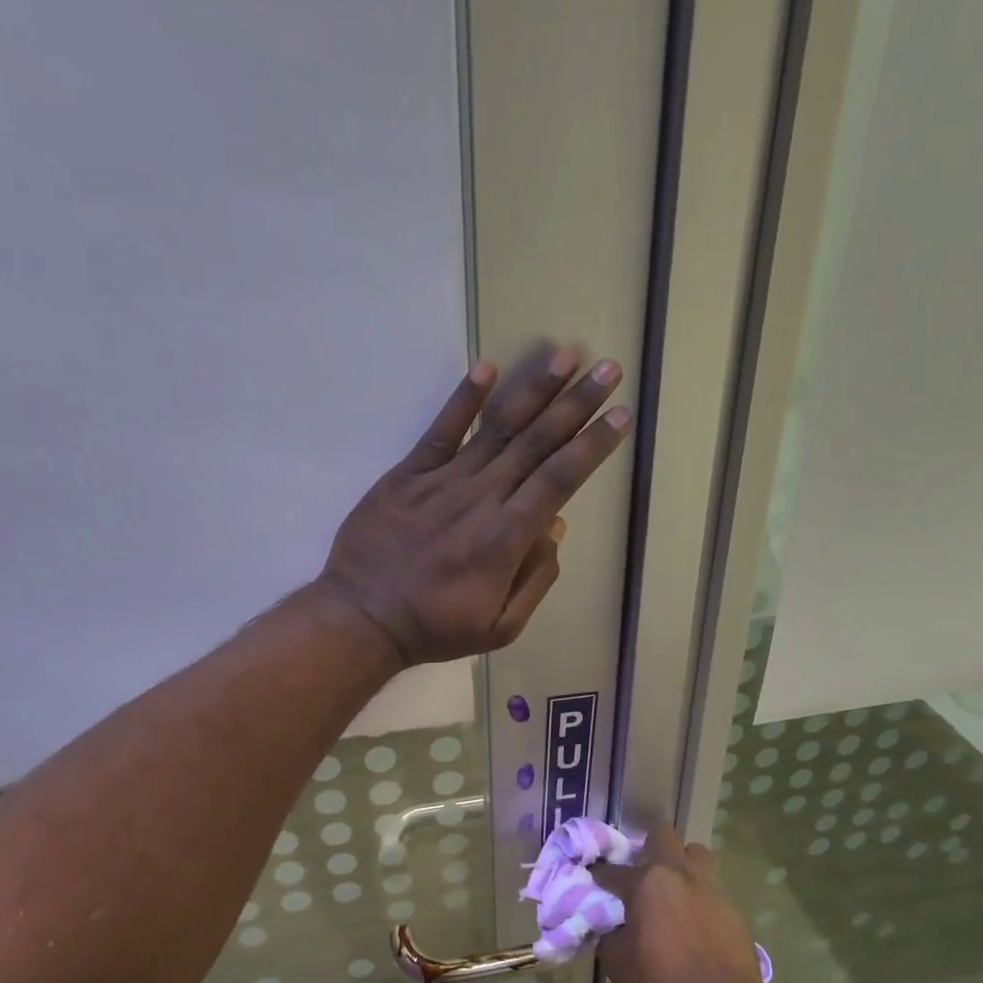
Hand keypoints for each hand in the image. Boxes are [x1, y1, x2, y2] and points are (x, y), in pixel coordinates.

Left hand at [319, 347, 629, 664]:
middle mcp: (481, 500)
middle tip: (609, 369)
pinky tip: (488, 368)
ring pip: (497, 429)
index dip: (592, 446)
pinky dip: (464, 400)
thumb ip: (535, 580)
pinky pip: (440, 431)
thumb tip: (556, 529)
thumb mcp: (500, 628)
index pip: (560, 481)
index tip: (621, 417)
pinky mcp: (407, 475)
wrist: (362, 618)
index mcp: (506, 539)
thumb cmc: (435, 627)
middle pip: (537, 444)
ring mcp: (442, 482)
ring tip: (565, 354)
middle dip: (577, 405)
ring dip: (534, 391)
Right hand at [595, 823, 763, 982]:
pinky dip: (699, 896)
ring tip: (671, 892)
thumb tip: (612, 924)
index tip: (594, 886)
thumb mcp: (617, 962)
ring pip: (695, 854)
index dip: (600, 878)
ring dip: (680, 864)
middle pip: (661, 835)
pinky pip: (711, 888)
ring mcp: (711, 887)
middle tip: (639, 876)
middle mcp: (680, 872)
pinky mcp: (733, 908)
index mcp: (647, 880)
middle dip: (646, 848)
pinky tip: (693, 923)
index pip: (612, 870)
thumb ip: (610, 932)